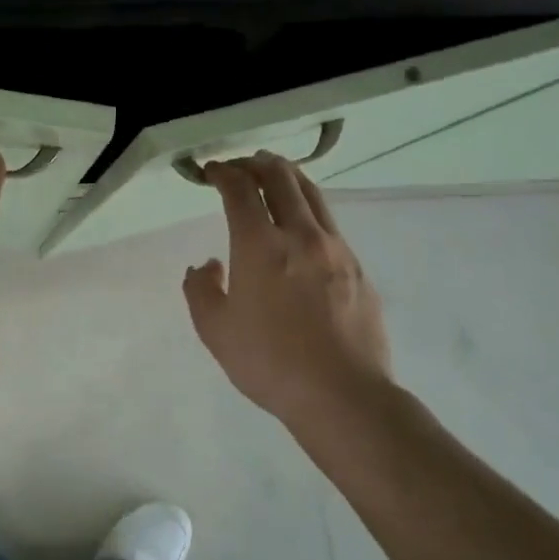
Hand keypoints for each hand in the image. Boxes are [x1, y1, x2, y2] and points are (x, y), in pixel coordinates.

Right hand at [183, 153, 392, 430]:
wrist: (342, 395)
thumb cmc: (269, 362)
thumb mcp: (214, 330)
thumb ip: (200, 289)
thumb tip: (207, 266)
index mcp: (260, 245)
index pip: (240, 190)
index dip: (223, 173)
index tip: (211, 171)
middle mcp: (300, 235)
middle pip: (281, 178)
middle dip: (257, 164)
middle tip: (241, 166)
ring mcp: (336, 249)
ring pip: (312, 195)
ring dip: (288, 177)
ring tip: (274, 174)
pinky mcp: (358, 269)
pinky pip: (329, 224)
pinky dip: (309, 208)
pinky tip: (302, 226)